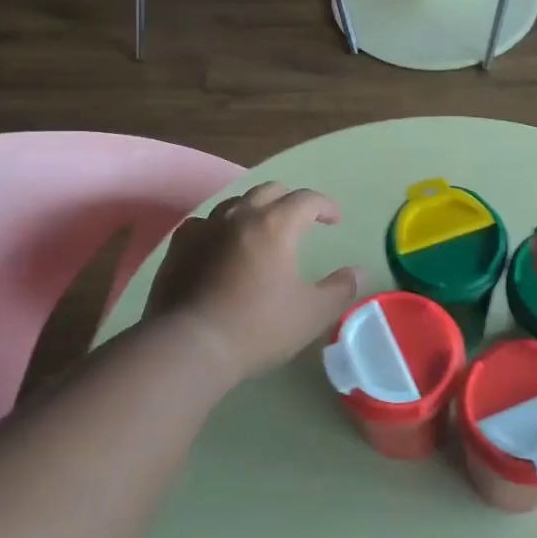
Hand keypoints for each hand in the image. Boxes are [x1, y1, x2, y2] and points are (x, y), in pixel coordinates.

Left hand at [145, 183, 359, 383]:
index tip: (335, 220)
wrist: (189, 346)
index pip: (306, 199)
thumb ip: (340, 289)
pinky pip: (204, 224)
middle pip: (269, 191)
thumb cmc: (257, 328)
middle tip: (301, 220)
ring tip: (261, 230)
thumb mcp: (311, 314)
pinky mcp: (179, 246)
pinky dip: (219, 228)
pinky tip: (220, 245)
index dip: (325, 206)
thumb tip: (357, 271)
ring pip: (234, 204)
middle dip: (290, 200)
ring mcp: (204, 228)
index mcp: (275, 225)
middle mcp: (239, 216)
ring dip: (254, 210)